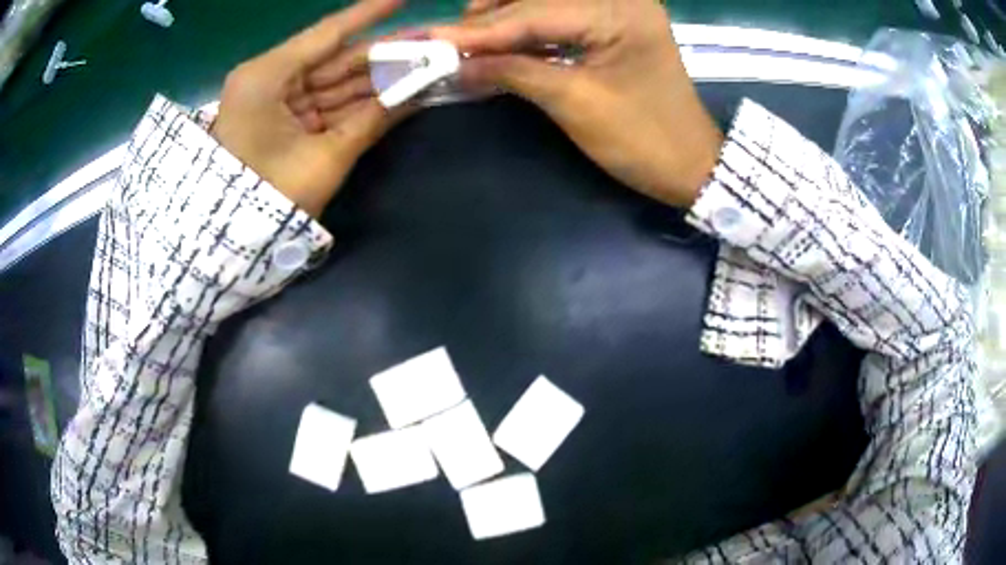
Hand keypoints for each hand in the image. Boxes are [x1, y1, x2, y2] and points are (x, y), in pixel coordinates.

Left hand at [211, 0, 409, 217]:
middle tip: (429, 43)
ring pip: (336, 82)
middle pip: (337, 59)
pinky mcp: (285, 122)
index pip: (328, 34)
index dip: (368, 14)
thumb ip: (371, 120)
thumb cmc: (269, 198)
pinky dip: (360, 101)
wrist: (229, 244)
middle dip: (385, 53)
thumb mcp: (323, 158)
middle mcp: (271, 80)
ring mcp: (278, 102)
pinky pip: (328, 105)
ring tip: (424, 65)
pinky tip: (396, 91)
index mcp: (268, 76)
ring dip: (379, 77)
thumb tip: (418, 90)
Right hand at [433, 0, 722, 207]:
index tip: (433, 39)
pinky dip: (527, 29)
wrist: (691, 164)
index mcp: (621, 11)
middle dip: (490, 18)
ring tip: (467, 40)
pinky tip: (500, 43)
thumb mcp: (576, 104)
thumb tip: (456, 65)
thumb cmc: (643, 140)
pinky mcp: (614, 25)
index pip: (535, 11)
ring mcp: (619, 9)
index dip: (481, 29)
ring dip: (505, 18)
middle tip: (446, 39)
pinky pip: (561, 17)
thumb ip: (515, 73)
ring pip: (545, 4)